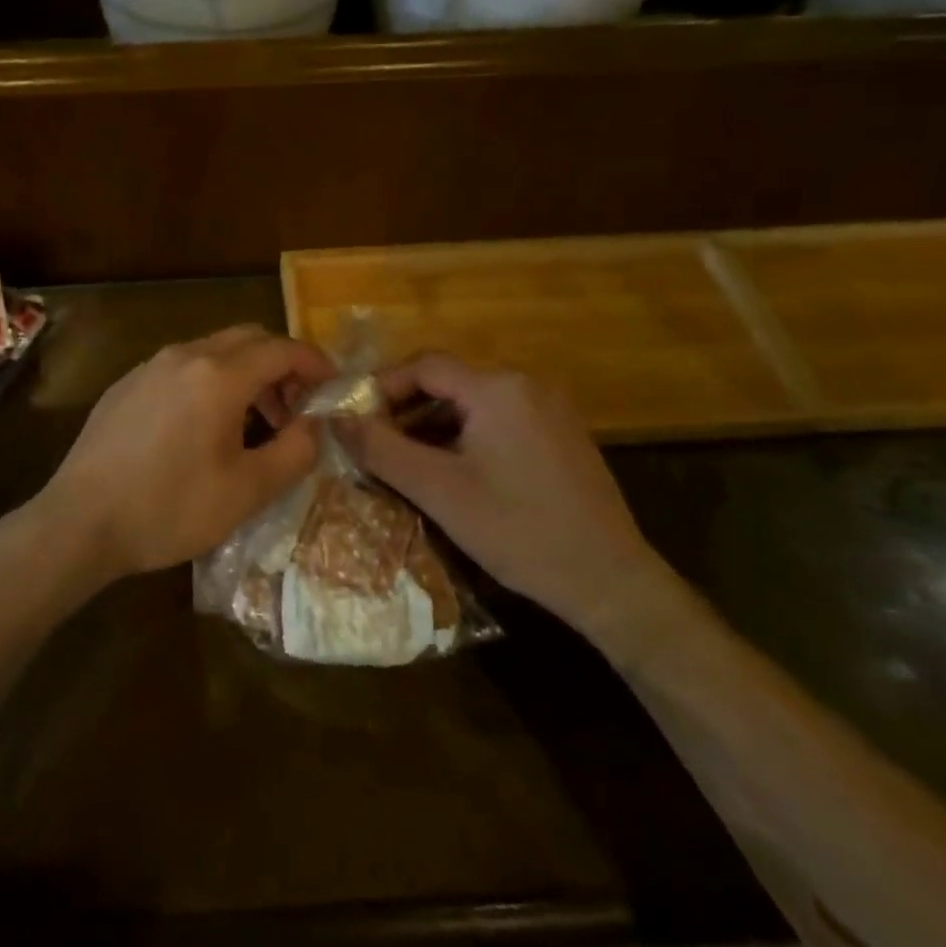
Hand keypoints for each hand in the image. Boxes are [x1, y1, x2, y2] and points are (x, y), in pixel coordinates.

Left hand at [36, 325, 335, 582]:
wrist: (80, 520)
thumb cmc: (169, 508)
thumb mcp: (247, 491)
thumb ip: (295, 451)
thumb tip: (315, 424)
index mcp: (219, 375)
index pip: (282, 349)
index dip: (315, 364)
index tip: (332, 387)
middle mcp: (184, 356)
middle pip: (248, 338)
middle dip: (280, 366)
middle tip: (294, 409)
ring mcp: (150, 366)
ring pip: (213, 350)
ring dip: (245, 374)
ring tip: (252, 424)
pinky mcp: (126, 383)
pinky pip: (181, 367)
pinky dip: (209, 381)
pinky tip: (202, 428)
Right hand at [346, 354, 671, 636]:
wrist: (610, 581)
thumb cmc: (518, 531)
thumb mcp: (438, 491)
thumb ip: (381, 449)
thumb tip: (335, 419)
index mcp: (497, 388)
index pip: (425, 365)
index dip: (382, 385)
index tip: (353, 415)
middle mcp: (526, 384)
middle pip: (448, 380)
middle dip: (405, 407)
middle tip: (374, 440)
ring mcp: (549, 408)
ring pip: (472, 401)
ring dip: (433, 423)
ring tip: (405, 458)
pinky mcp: (561, 434)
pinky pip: (498, 418)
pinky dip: (465, 434)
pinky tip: (451, 469)